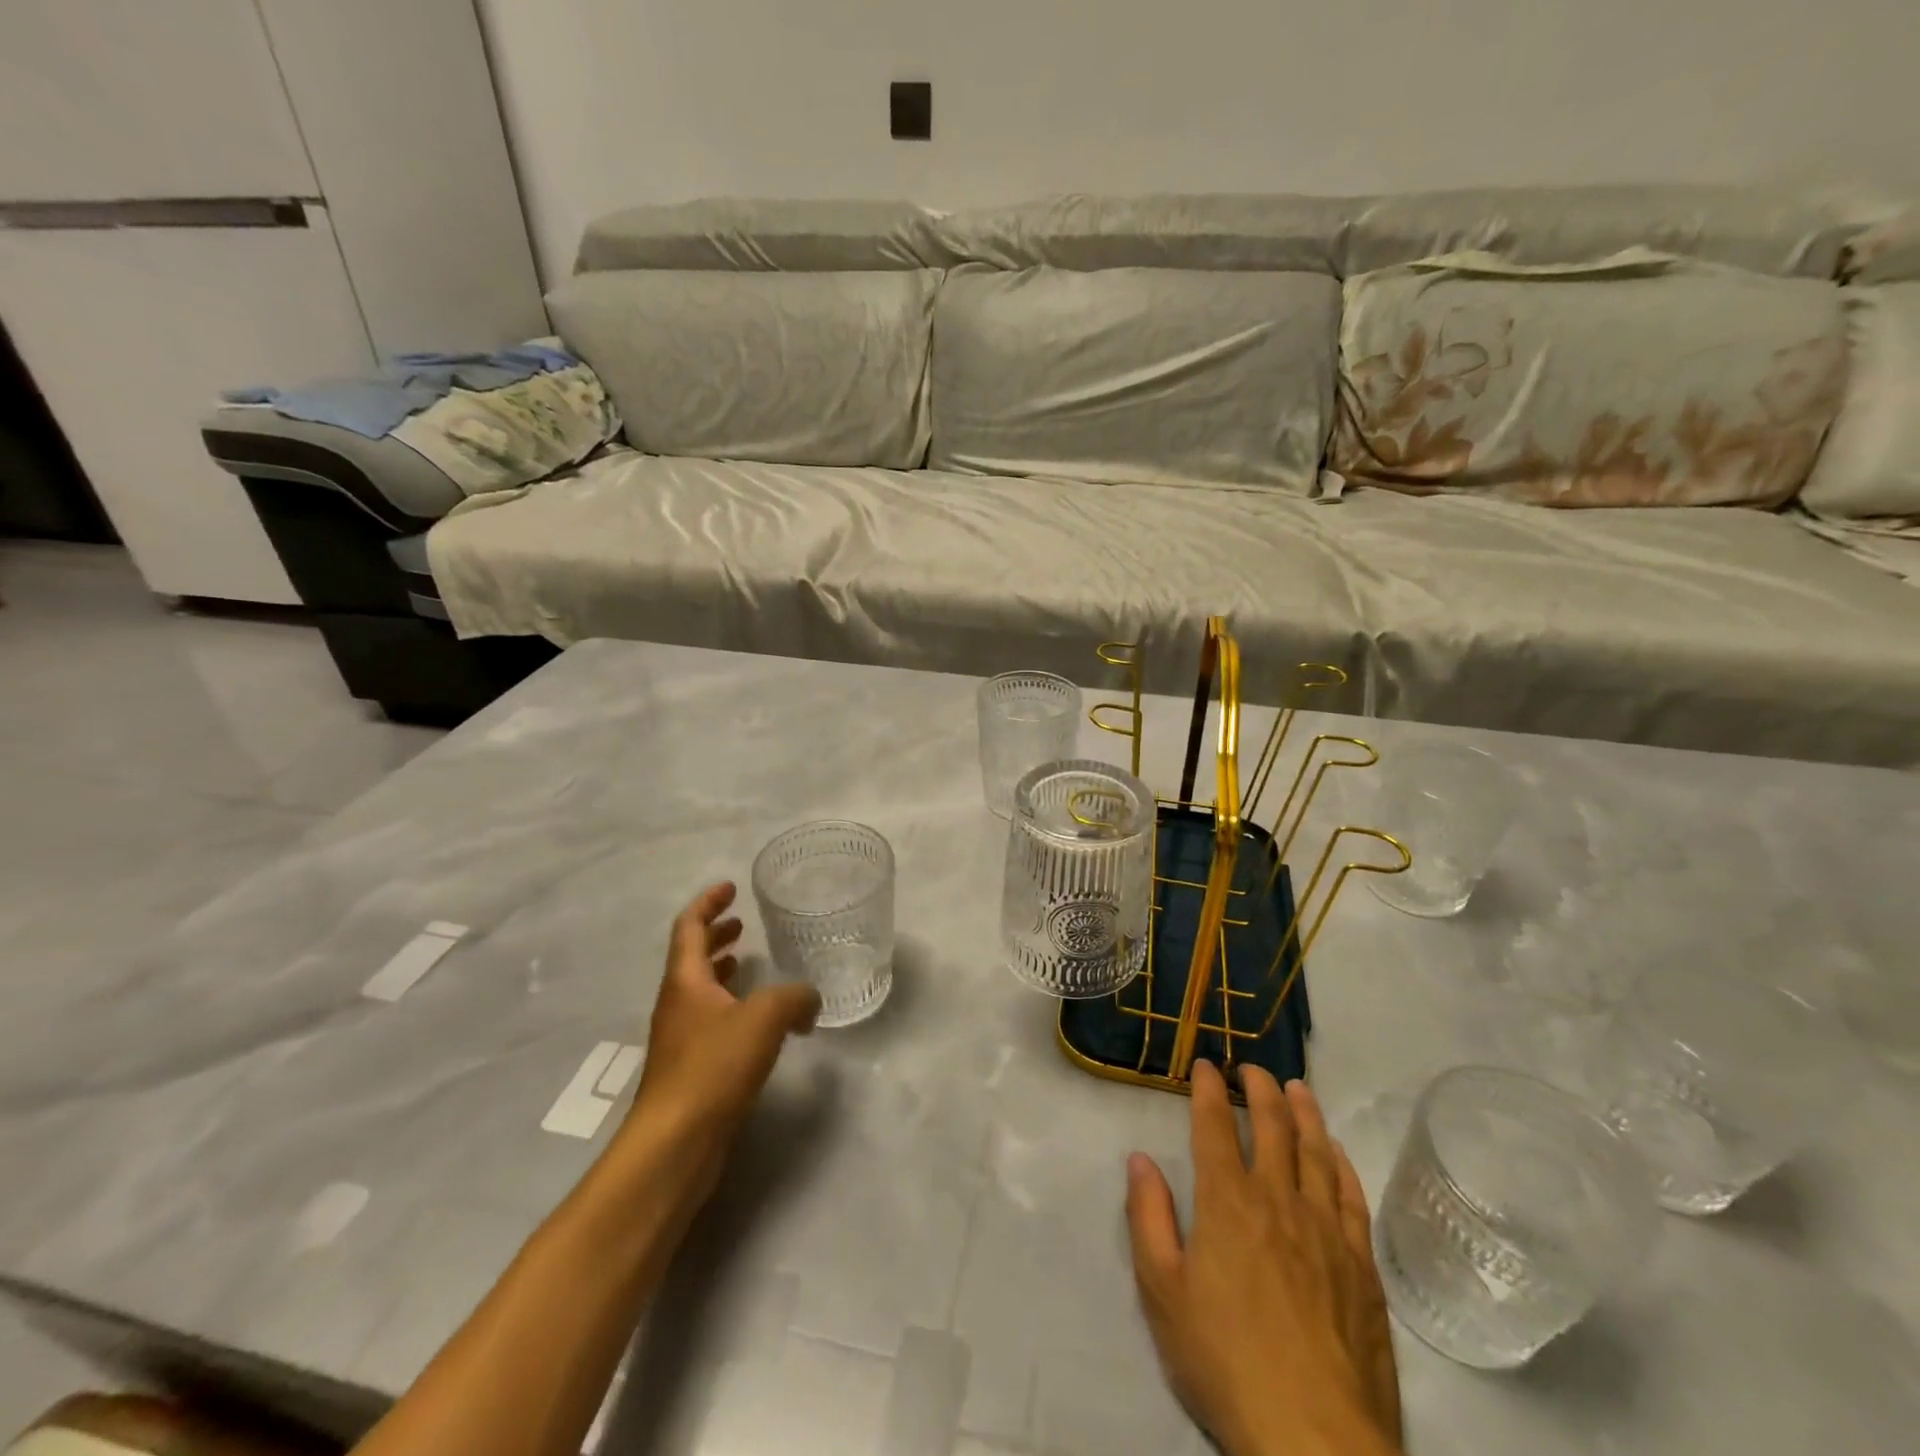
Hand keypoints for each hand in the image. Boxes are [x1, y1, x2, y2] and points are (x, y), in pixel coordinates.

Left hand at [621, 882, 820, 1201]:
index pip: (689, 927)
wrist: (675, 1144)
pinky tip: (760, 1021)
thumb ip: (794, 998)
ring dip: (723, 971)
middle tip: (742, 924)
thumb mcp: (764, 1019)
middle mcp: (678, 1004)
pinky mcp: (692, 1069)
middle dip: (716, 935)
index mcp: (685, 981)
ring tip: (750, 962)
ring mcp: (682, 1038)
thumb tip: (811, 999)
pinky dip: (733, 1006)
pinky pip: (712, 1021)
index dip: (708, 903)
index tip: (729, 887)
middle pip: (692, 957)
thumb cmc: (713, 1068)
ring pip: (702, 991)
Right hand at [1125, 1063, 1402, 1455]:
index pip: (1215, 1126)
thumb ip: (1148, 1218)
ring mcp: (1326, 1230)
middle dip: (1259, 1087)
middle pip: (1272, 1126)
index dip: (1209, 1089)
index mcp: (1226, 1202)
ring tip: (1296, 1087)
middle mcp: (1278, 1200)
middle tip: (1250, 1067)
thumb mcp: (1162, 1292)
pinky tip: (1334, 1149)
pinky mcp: (1360, 1264)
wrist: (1314, 1439)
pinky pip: (1352, 1195)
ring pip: (1315, 1151)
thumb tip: (1139, 1159)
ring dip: (1303, 1112)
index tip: (1206, 1064)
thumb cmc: (1224, 1361)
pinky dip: (1341, 1162)